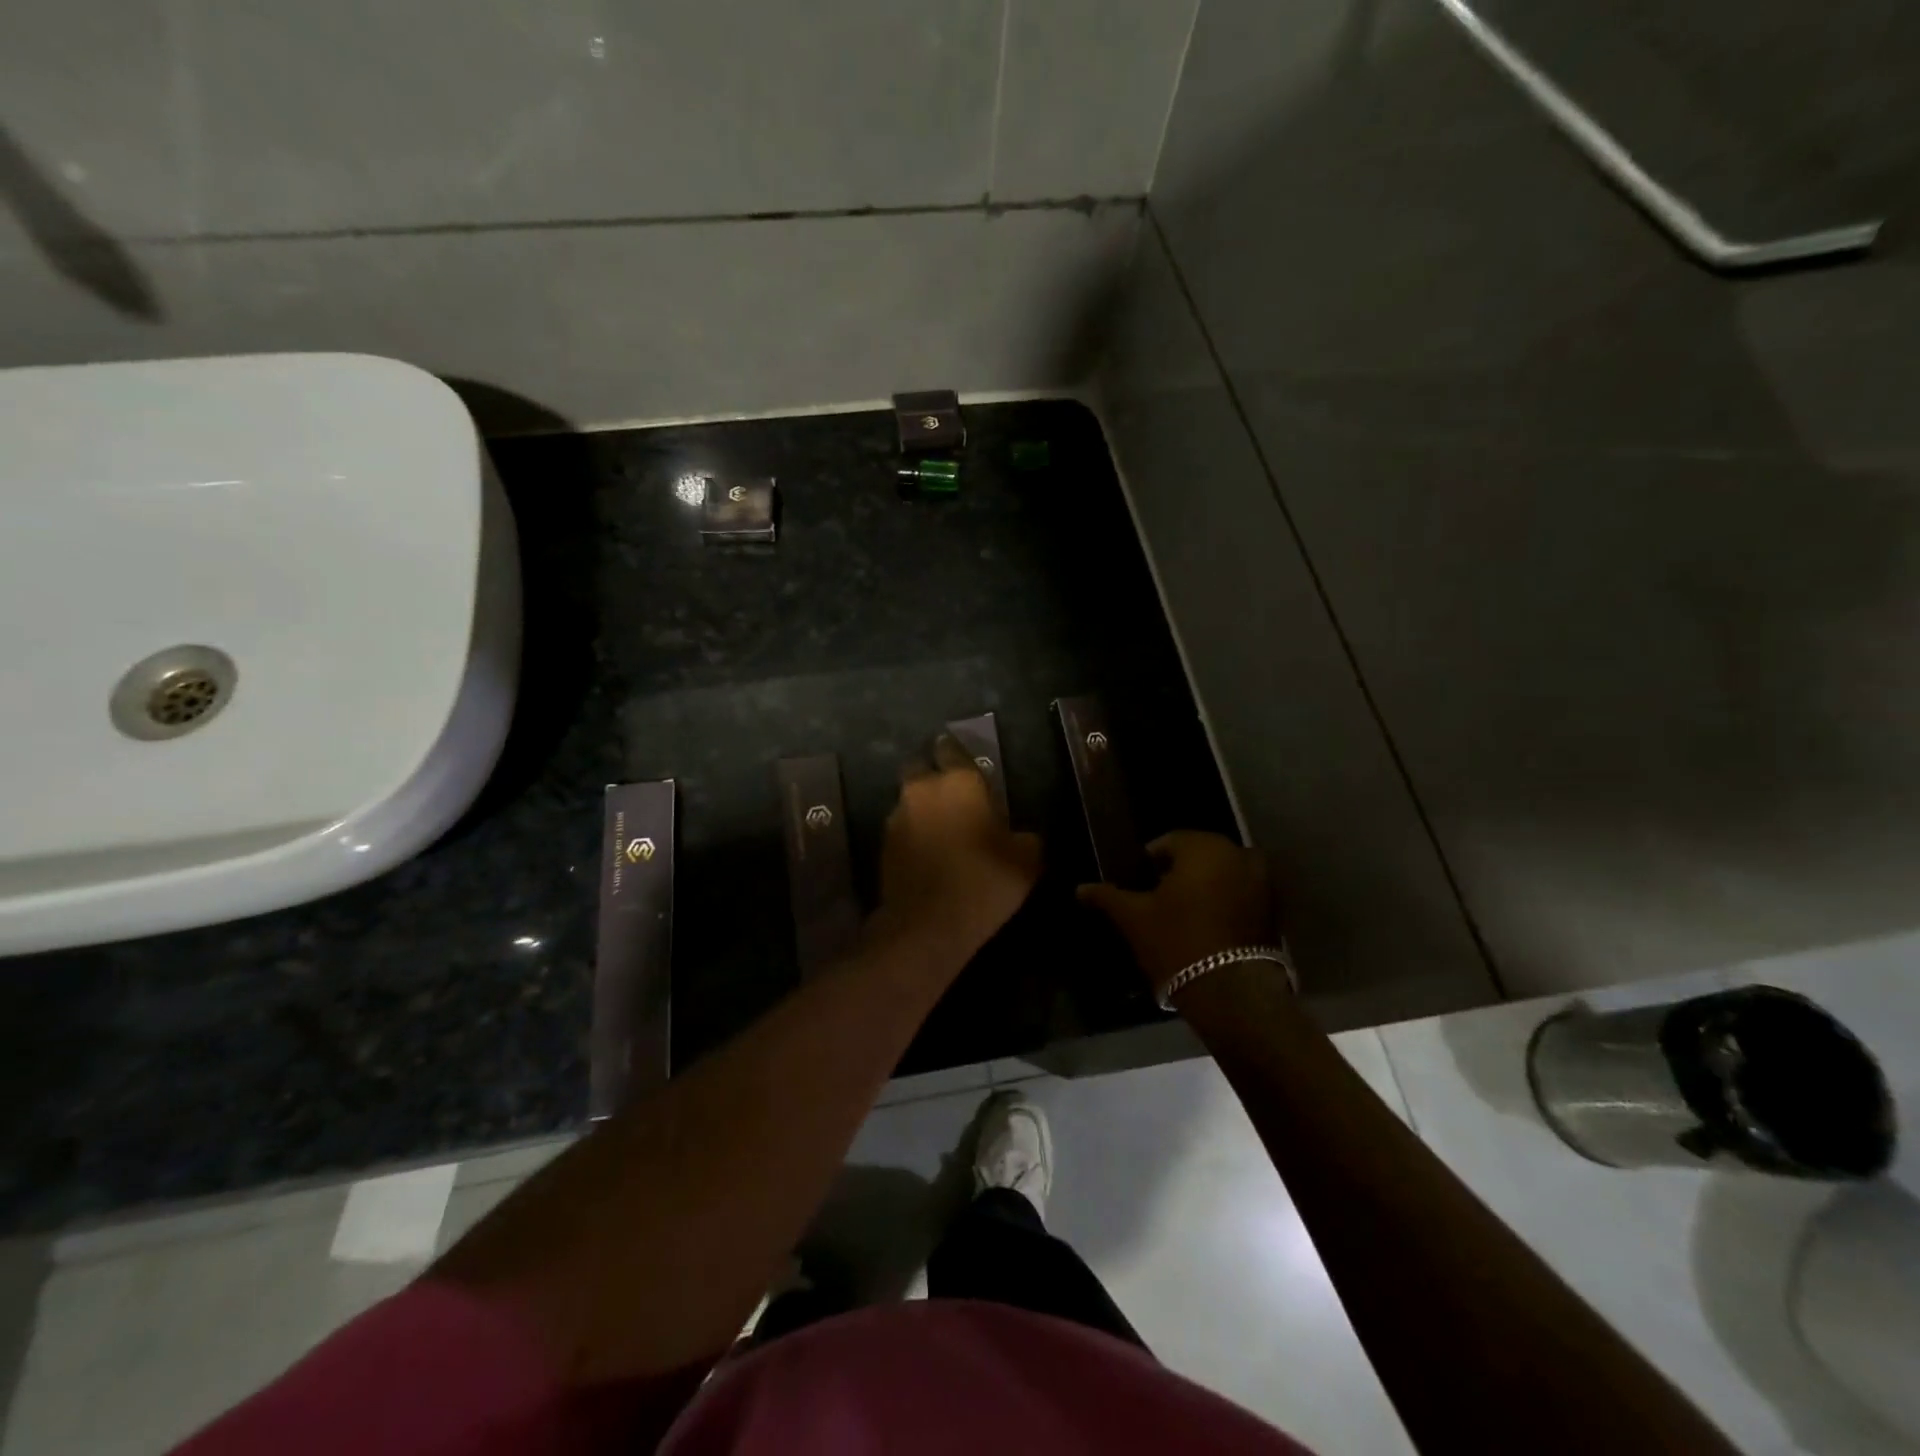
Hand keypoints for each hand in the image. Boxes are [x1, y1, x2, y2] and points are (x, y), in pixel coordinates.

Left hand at [873, 735, 1041, 962]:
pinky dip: (914, 833)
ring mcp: (897, 815)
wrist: (927, 926)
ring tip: (942, 829)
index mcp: (959, 781)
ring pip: (910, 799)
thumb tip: (1019, 834)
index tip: (970, 768)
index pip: (954, 749)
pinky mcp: (883, 843)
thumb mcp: (1026, 860)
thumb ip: (1024, 836)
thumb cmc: (984, 882)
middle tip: (955, 797)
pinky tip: (929, 852)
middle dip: (935, 776)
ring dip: (923, 807)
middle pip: (923, 768)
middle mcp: (922, 789)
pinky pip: (902, 827)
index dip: (960, 756)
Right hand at [1078, 831, 1275, 995]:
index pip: (1169, 841)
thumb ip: (1107, 897)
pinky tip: (1207, 928)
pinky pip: (1242, 895)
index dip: (1149, 861)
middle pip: (1199, 855)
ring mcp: (1262, 882)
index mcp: (1203, 847)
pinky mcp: (1274, 911)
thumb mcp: (1134, 918)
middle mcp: (1238, 854)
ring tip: (1182, 914)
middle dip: (1179, 872)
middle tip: (1157, 900)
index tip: (1138, 883)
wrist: (1232, 993)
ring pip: (1223, 874)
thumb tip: (1080, 888)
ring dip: (1205, 886)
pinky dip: (1226, 903)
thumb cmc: (1177, 943)